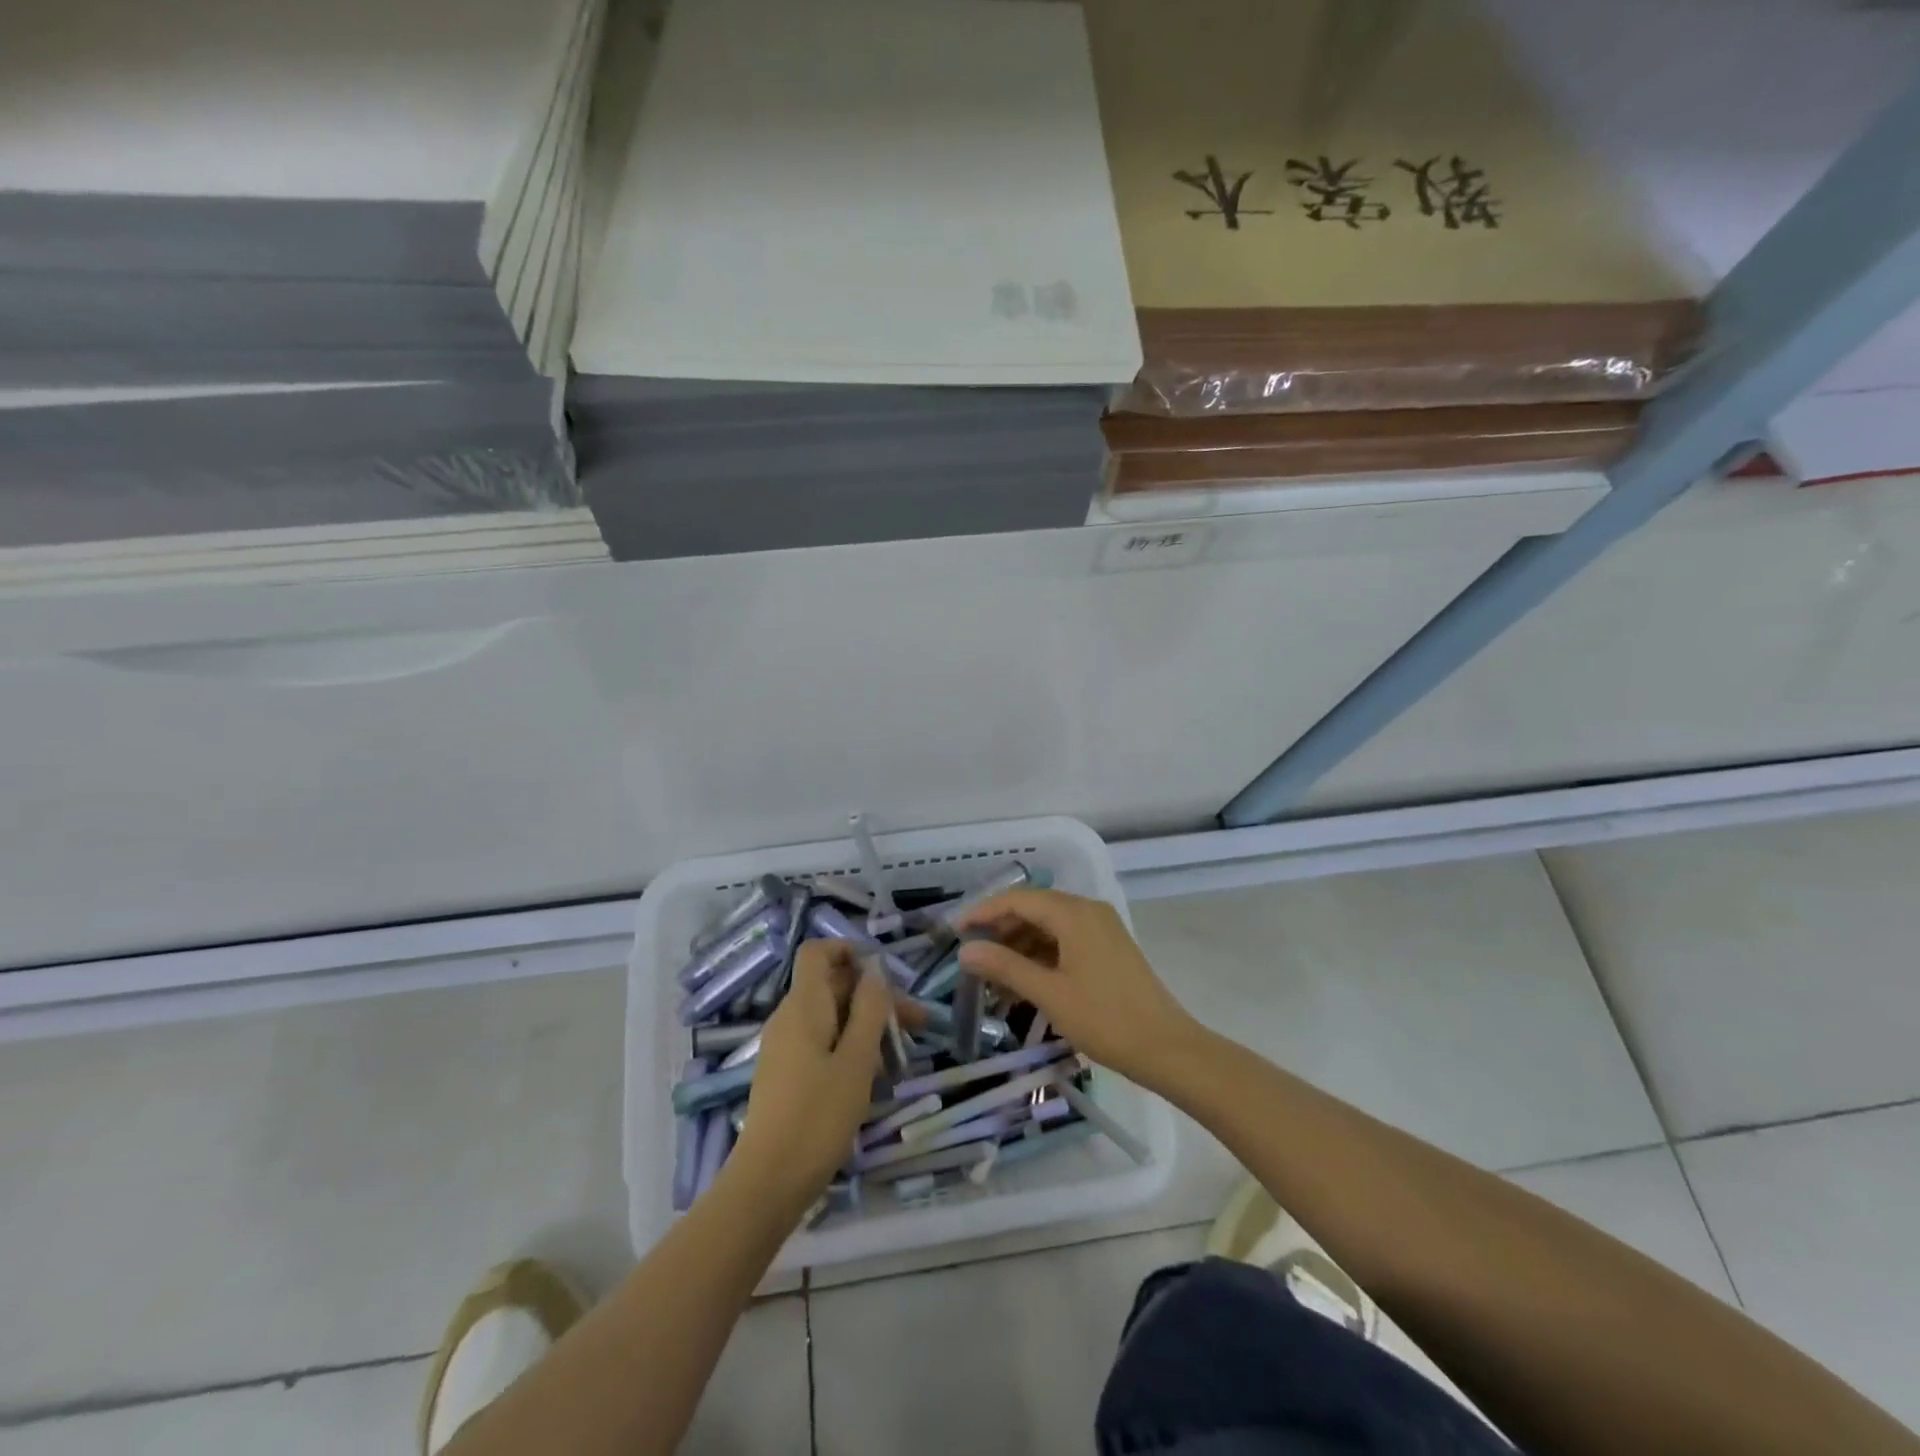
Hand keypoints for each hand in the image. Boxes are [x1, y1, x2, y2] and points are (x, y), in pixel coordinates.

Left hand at [729, 940, 889, 1212]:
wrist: (768, 1182)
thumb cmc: (818, 1115)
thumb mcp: (857, 1059)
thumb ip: (869, 1009)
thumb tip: (875, 969)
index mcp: (804, 1005)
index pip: (817, 952)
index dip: (849, 951)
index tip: (885, 974)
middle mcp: (789, 1018)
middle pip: (832, 986)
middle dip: (874, 997)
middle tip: (916, 1024)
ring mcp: (784, 1047)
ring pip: (830, 1017)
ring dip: (867, 1025)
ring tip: (901, 1055)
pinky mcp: (786, 1074)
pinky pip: (821, 1043)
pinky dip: (849, 1047)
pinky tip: (873, 1077)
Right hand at [955, 888, 1199, 1087]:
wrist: (1166, 1048)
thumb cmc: (1105, 1019)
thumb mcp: (1049, 994)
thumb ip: (1005, 967)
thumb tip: (965, 950)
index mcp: (1074, 913)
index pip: (1018, 899)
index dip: (983, 912)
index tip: (955, 931)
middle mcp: (1088, 910)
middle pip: (1034, 909)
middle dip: (1000, 930)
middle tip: (972, 955)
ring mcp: (1101, 928)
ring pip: (1049, 926)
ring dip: (1020, 946)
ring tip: (993, 975)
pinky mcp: (1108, 948)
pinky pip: (1065, 940)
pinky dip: (1041, 955)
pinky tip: (1024, 981)